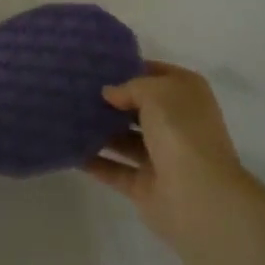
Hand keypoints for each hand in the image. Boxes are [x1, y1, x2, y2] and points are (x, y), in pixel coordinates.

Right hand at [85, 61, 256, 250]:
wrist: (199, 198)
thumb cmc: (181, 132)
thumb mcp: (154, 92)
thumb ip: (129, 87)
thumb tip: (109, 93)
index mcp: (187, 96)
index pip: (155, 74)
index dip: (128, 68)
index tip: (95, 66)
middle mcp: (177, 124)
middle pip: (138, 108)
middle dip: (110, 101)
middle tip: (73, 89)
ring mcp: (162, 158)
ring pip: (125, 139)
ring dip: (99, 130)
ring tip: (65, 115)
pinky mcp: (146, 186)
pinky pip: (114, 169)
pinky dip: (94, 161)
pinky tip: (68, 148)